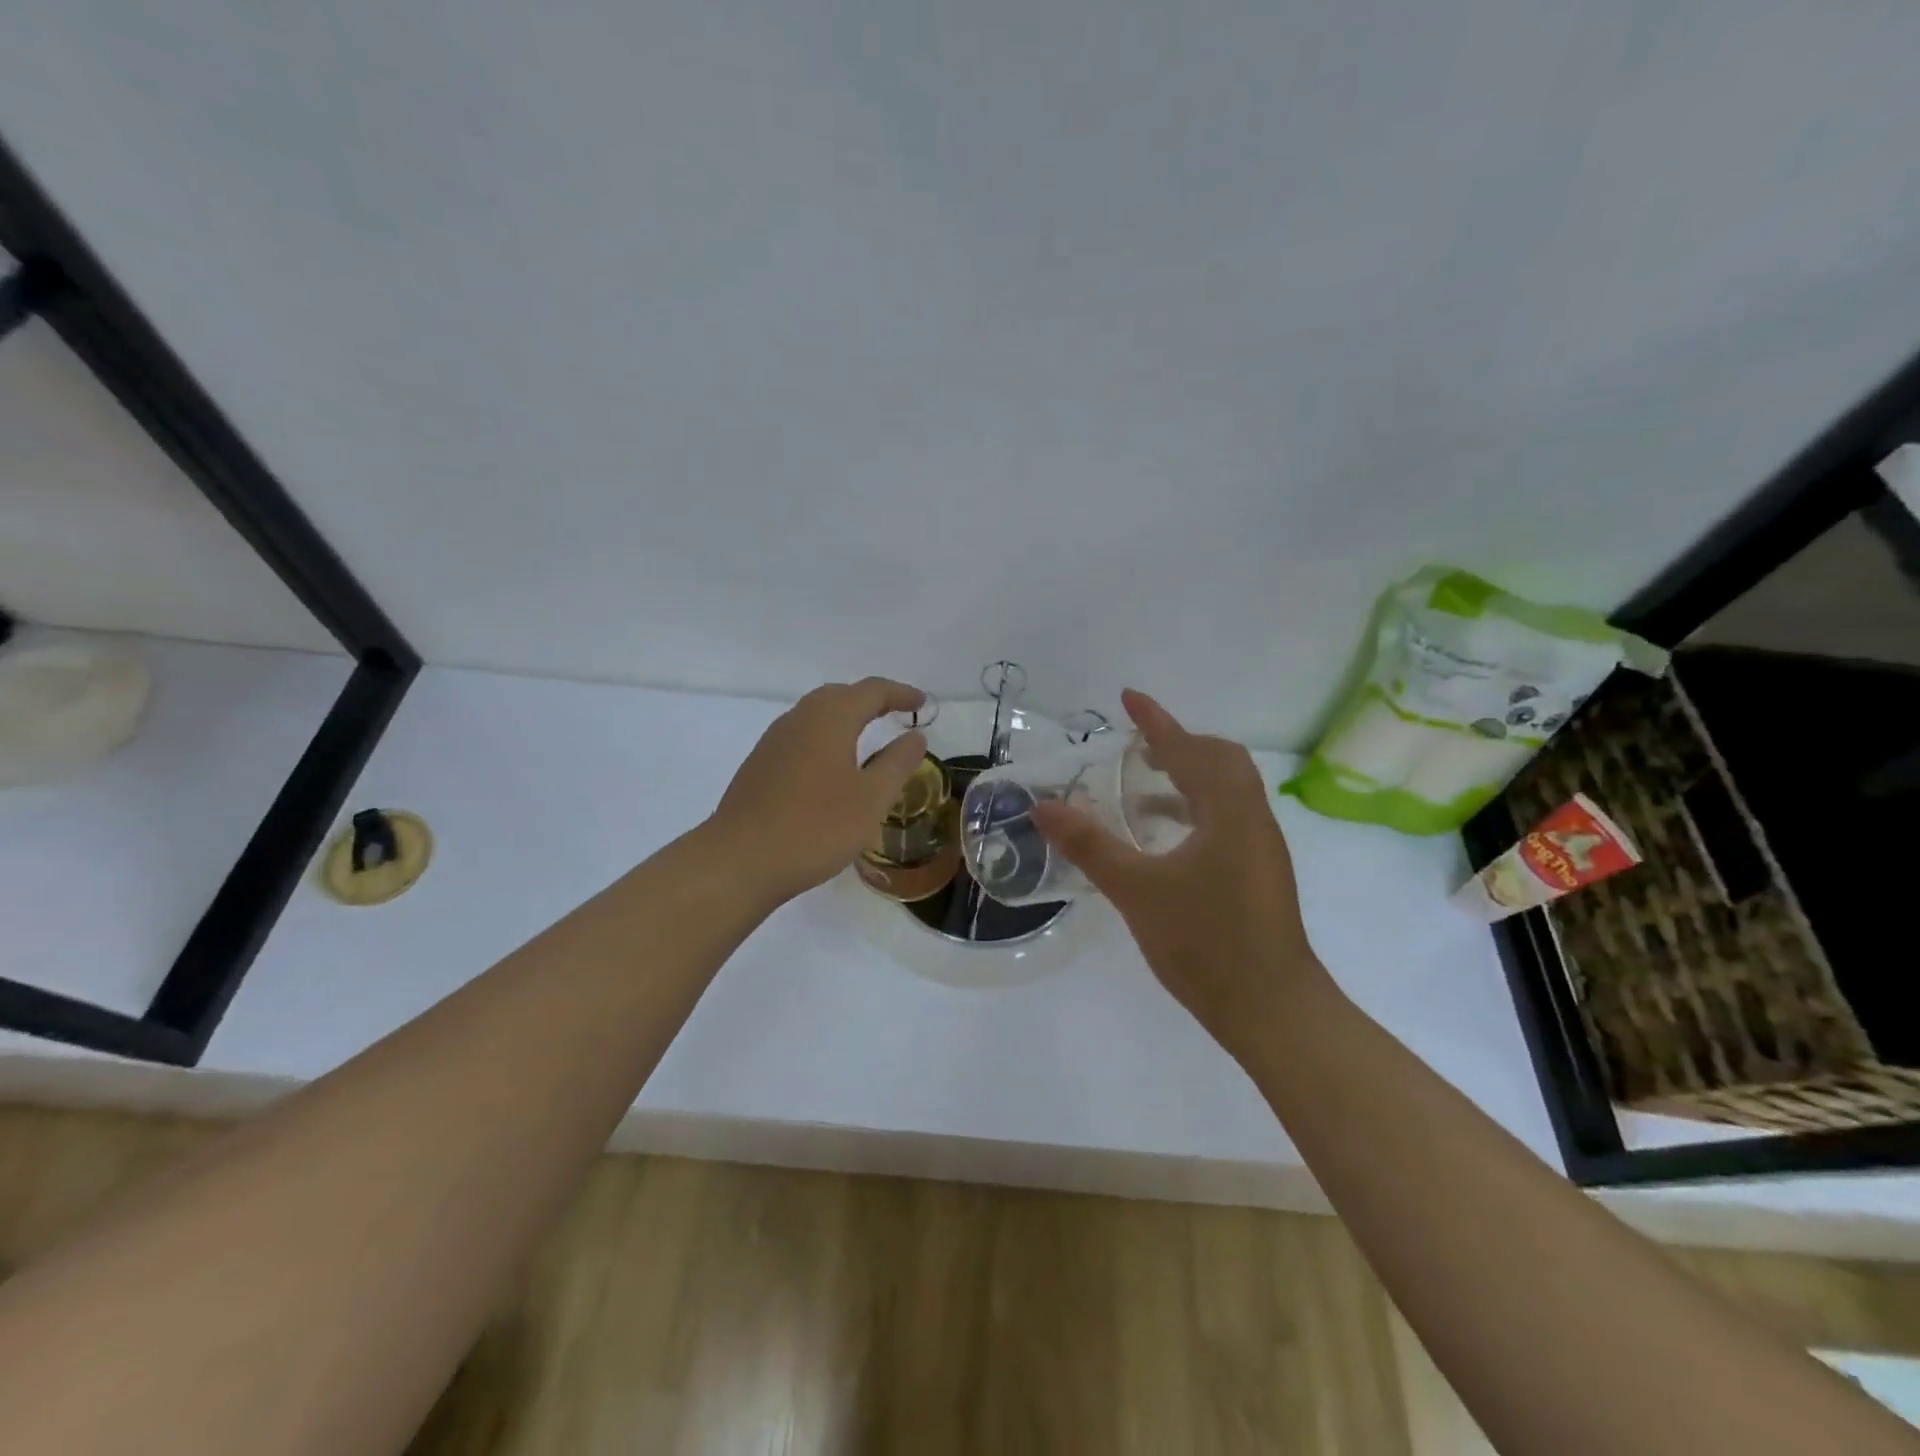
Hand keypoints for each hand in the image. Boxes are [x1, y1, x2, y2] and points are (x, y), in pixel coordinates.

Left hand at [709, 677, 928, 904]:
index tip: (922, 703)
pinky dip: (825, 738)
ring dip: (845, 717)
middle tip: (896, 713)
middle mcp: (799, 719)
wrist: (740, 860)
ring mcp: (774, 741)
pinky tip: (831, 766)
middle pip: (840, 695)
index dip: (900, 694)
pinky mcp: (760, 765)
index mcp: (830, 718)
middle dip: (871, 700)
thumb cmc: (816, 827)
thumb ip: (897, 763)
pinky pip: (800, 736)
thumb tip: (916, 736)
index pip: (871, 691)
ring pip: (816, 715)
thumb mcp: (871, 798)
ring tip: (867, 735)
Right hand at [1031, 689, 1329, 1058]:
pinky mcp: (1260, 874)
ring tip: (1141, 791)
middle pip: (1220, 762)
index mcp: (1228, 811)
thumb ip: (1089, 845)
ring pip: (1226, 792)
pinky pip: (1227, 819)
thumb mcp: (1136, 890)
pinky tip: (1164, 841)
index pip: (1189, 749)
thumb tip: (1044, 806)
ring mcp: (1261, 848)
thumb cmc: (1205, 942)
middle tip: (1137, 748)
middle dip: (1179, 745)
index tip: (1129, 698)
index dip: (1157, 721)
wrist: (1272, 1009)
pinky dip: (1195, 811)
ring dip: (1187, 779)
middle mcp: (1252, 820)